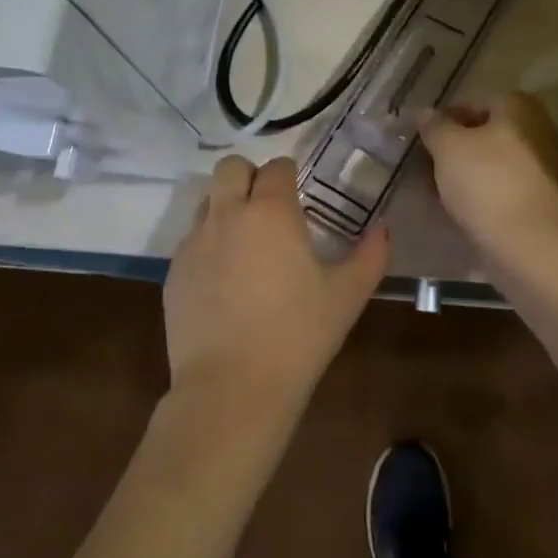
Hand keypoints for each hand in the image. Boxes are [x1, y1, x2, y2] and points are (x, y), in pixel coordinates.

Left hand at [163, 155, 388, 424]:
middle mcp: (228, 214)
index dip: (290, 174)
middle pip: (231, 168)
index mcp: (271, 211)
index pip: (277, 167)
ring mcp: (195, 242)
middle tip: (268, 207)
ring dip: (226, 207)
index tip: (298, 193)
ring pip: (207, 201)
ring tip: (245, 242)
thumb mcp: (347, 296)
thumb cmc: (297, 336)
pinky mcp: (174, 271)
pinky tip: (224, 281)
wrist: (231, 390)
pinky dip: (208, 245)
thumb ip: (370, 255)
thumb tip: (383, 228)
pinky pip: (191, 240)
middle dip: (250, 177)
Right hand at [418, 92, 557, 247]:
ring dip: (469, 173)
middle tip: (428, 166)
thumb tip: (427, 113)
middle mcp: (540, 130)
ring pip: (496, 163)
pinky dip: (486, 195)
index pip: (474, 102)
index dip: (444, 119)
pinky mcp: (547, 202)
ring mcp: (548, 168)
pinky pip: (507, 189)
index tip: (423, 139)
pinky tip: (464, 211)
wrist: (532, 247)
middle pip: (488, 133)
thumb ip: (434, 126)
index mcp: (520, 108)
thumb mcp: (448, 148)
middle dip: (457, 148)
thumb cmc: (487, 184)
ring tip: (440, 192)